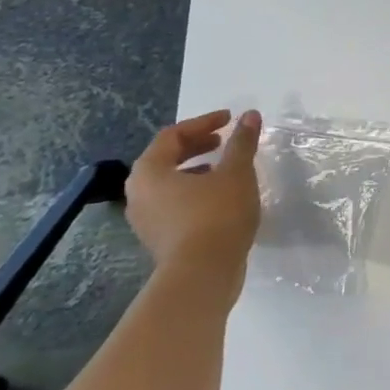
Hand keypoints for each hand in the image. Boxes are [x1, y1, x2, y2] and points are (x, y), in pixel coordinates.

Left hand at [124, 109, 262, 288]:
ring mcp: (145, 219)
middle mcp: (139, 194)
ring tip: (225, 168)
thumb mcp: (236, 172)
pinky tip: (221, 197)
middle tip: (224, 140)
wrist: (202, 274)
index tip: (230, 119)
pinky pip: (174, 204)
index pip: (172, 135)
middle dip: (197, 145)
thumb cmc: (216, 214)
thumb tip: (250, 115)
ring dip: (196, 170)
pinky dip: (195, 192)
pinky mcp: (159, 238)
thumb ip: (242, 142)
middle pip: (166, 159)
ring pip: (169, 183)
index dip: (203, 123)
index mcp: (149, 172)